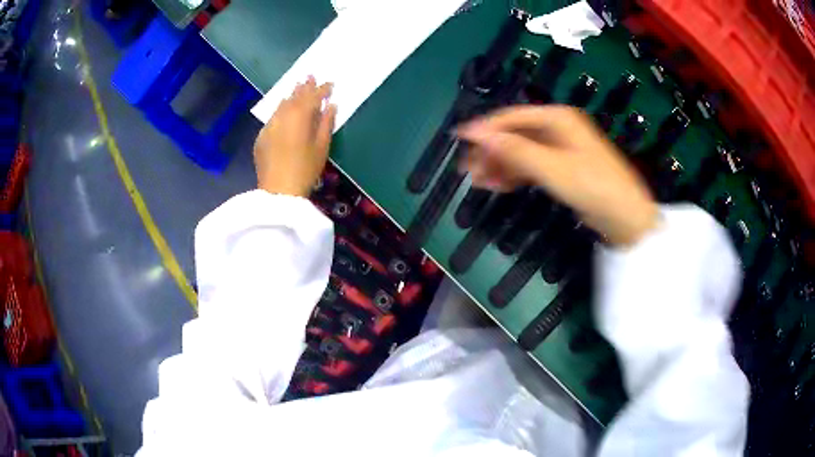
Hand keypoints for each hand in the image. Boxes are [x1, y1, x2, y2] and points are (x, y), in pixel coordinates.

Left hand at [254, 76, 336, 196]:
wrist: (278, 192)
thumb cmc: (306, 170)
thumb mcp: (322, 147)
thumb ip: (326, 123)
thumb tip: (330, 105)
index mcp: (300, 116)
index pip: (313, 96)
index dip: (322, 89)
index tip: (331, 84)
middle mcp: (282, 116)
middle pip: (295, 96)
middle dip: (304, 86)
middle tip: (310, 75)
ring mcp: (269, 126)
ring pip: (281, 105)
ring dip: (291, 96)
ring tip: (298, 87)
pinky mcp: (261, 137)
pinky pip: (273, 117)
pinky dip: (281, 110)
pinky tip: (283, 111)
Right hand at [456, 105, 657, 246]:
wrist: (625, 218)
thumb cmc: (594, 186)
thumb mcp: (552, 167)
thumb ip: (514, 150)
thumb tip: (478, 134)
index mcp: (557, 118)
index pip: (512, 117)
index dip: (485, 128)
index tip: (460, 139)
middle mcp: (557, 129)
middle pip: (515, 134)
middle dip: (491, 150)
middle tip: (468, 168)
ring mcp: (559, 150)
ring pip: (521, 152)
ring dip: (499, 164)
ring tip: (478, 180)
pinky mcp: (561, 169)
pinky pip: (530, 166)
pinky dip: (514, 175)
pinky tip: (498, 185)